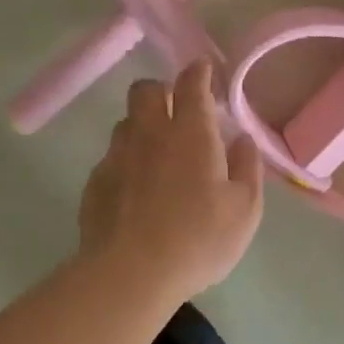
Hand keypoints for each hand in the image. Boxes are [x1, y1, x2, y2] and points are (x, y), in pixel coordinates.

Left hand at [79, 60, 264, 300]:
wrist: (131, 273)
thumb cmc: (198, 240)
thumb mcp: (245, 210)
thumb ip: (248, 168)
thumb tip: (242, 139)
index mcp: (190, 133)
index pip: (191, 84)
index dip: (198, 72)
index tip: (204, 69)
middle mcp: (149, 134)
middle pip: (145, 90)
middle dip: (162, 90)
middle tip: (177, 110)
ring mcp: (116, 157)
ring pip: (126, 123)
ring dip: (142, 127)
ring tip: (158, 153)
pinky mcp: (95, 183)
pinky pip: (112, 158)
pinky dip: (127, 162)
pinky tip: (136, 190)